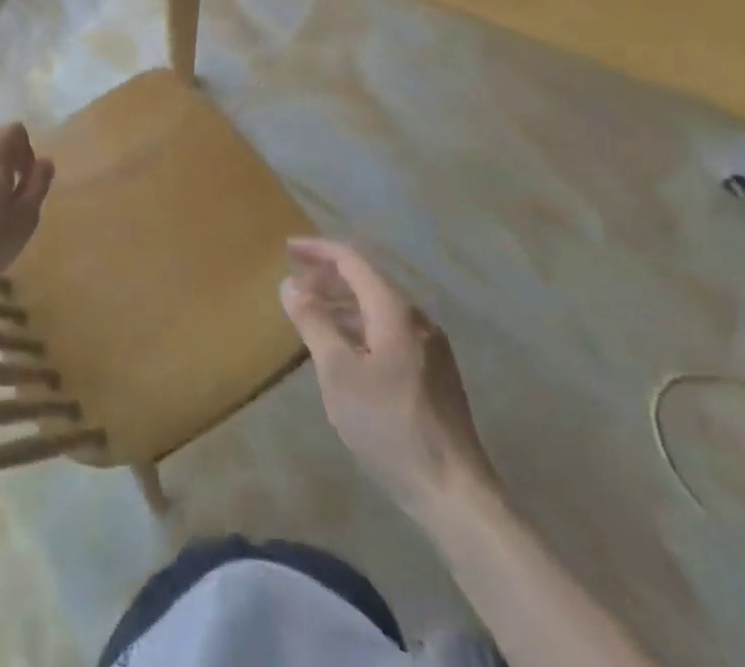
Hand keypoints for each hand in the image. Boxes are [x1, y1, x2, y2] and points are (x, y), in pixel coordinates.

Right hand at [280, 238, 499, 522]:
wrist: (456, 495)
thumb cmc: (390, 426)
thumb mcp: (338, 373)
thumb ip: (313, 322)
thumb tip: (290, 284)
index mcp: (395, 310)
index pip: (352, 261)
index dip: (318, 250)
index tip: (288, 249)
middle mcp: (417, 319)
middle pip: (367, 282)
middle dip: (329, 278)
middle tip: (295, 287)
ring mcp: (431, 348)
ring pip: (378, 309)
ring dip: (343, 306)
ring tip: (312, 319)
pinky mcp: (435, 375)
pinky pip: (390, 333)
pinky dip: (360, 328)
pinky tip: (344, 353)